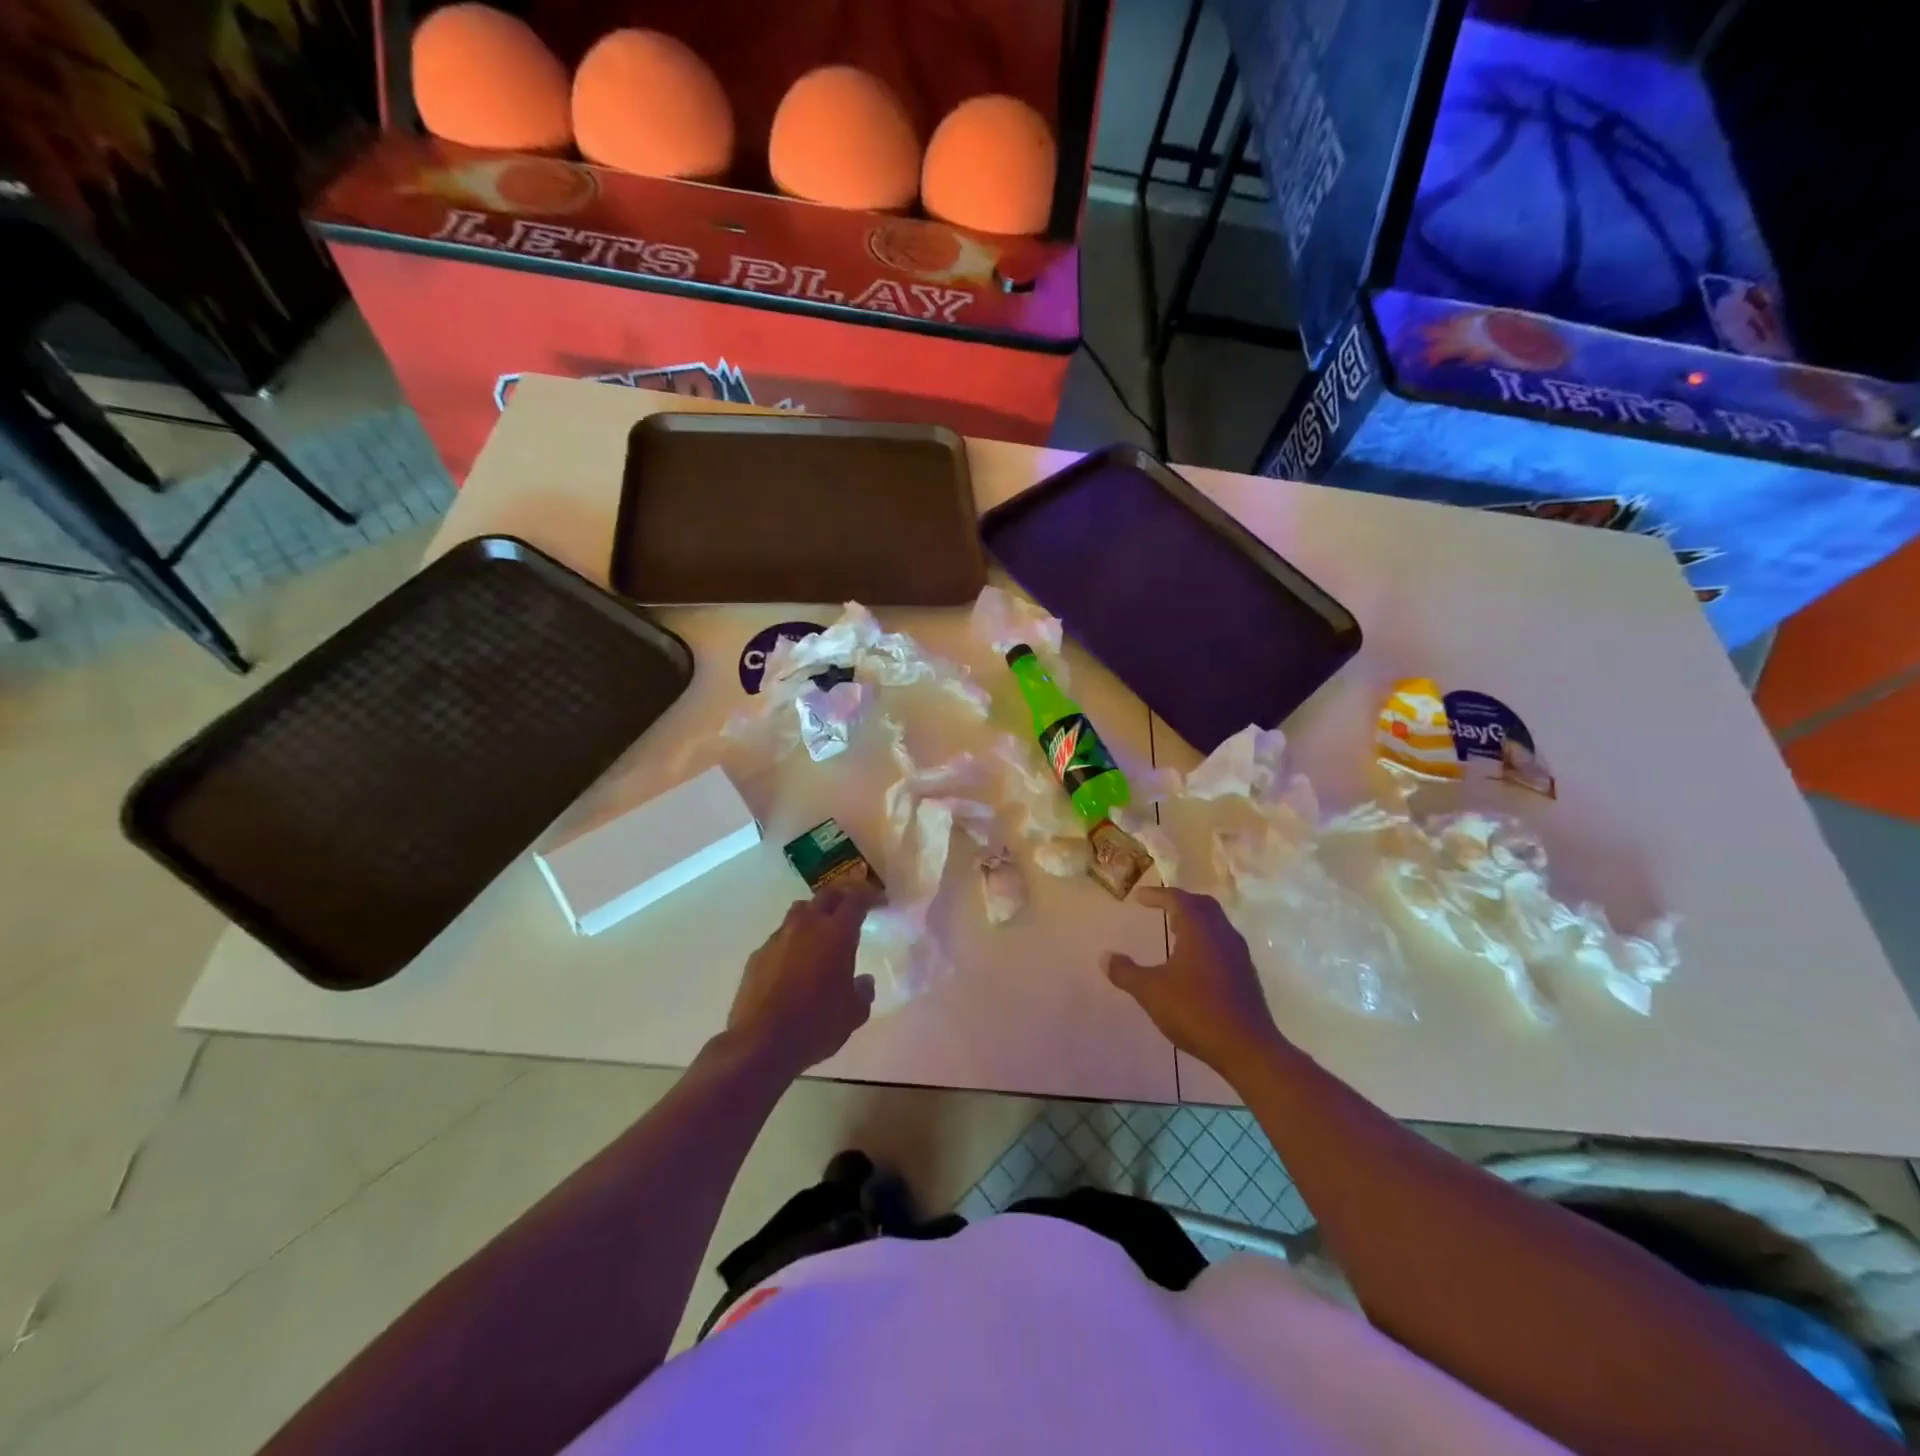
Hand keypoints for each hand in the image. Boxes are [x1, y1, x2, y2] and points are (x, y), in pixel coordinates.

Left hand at [727, 882, 879, 1076]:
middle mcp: (807, 926)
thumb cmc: (816, 1025)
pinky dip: (792, 941)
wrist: (760, 1043)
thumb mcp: (854, 1014)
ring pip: (800, 911)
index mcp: (837, 934)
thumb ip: (863, 991)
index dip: (869, 896)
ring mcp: (779, 938)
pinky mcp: (758, 954)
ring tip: (821, 930)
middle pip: (827, 895)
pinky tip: (794, 963)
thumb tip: (863, 981)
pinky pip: (780, 937)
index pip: (856, 899)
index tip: (878, 902)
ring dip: (814, 913)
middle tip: (852, 906)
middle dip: (842, 895)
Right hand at [1105, 887, 1287, 1075]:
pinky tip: (1193, 963)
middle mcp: (1223, 934)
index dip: (1157, 895)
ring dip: (1195, 922)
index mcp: (1200, 930)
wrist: (1248, 1049)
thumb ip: (1126, 973)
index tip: (1139, 898)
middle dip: (1180, 902)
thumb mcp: (1151, 992)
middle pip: (1203, 906)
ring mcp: (1239, 955)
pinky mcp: (1246, 975)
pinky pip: (1223, 944)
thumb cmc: (1196, 1011)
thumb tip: (1105, 957)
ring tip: (1174, 933)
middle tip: (1161, 908)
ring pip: (1216, 925)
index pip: (1178, 899)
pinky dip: (1205, 941)